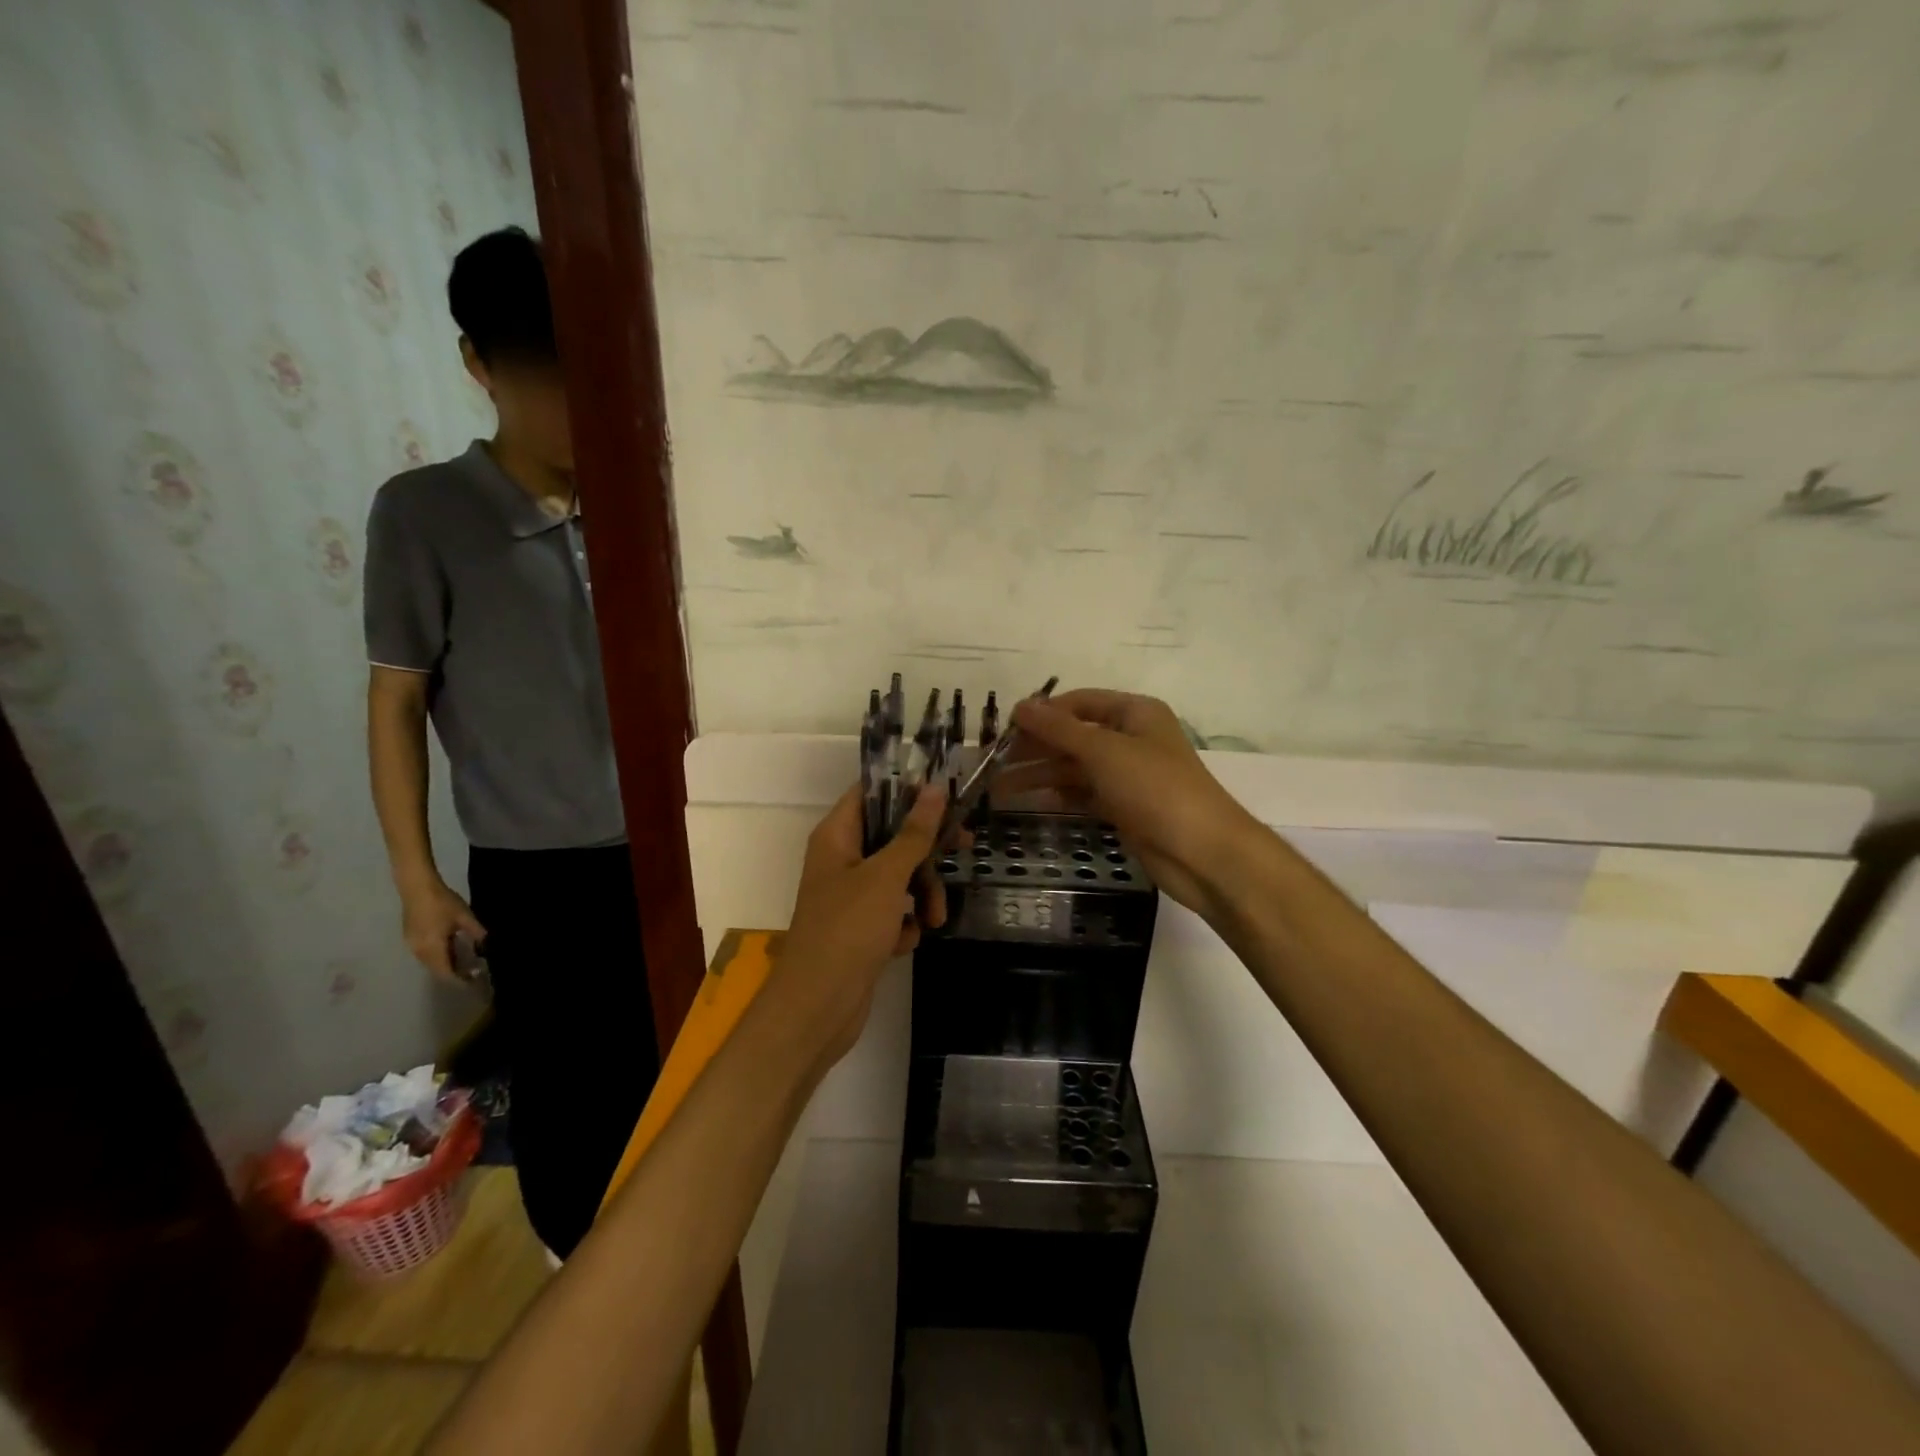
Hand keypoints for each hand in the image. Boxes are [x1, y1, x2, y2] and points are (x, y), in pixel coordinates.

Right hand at [399, 875, 486, 981]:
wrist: (417, 888)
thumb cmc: (442, 902)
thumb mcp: (464, 917)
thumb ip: (476, 932)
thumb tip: (486, 945)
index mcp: (432, 949)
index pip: (446, 972)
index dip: (460, 979)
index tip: (475, 980)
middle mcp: (419, 952)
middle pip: (437, 970)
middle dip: (455, 974)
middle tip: (474, 971)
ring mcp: (412, 946)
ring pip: (431, 963)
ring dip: (447, 966)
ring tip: (467, 962)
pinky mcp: (410, 938)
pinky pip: (426, 955)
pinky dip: (440, 957)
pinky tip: (453, 950)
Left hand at [776, 783, 947, 1070]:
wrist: (818, 1006)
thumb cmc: (847, 929)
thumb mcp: (886, 876)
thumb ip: (914, 833)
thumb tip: (933, 788)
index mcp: (836, 836)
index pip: (871, 793)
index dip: (906, 789)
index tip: (945, 794)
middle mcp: (841, 860)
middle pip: (892, 836)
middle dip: (926, 850)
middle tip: (964, 847)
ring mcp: (850, 896)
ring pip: (899, 877)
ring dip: (922, 894)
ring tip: (935, 919)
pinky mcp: (860, 928)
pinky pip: (893, 912)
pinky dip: (905, 924)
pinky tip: (905, 941)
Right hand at [1008, 688, 1259, 914]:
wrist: (1202, 853)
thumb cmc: (1155, 788)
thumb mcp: (1104, 751)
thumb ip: (1059, 728)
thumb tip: (1020, 705)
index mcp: (1134, 713)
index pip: (1079, 702)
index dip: (1043, 712)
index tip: (1005, 728)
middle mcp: (1131, 739)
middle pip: (1074, 736)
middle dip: (1035, 746)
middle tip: (994, 761)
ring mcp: (1128, 776)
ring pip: (1074, 768)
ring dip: (1039, 774)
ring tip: (998, 787)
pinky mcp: (1124, 808)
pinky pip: (1083, 794)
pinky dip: (1058, 795)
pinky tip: (1029, 800)